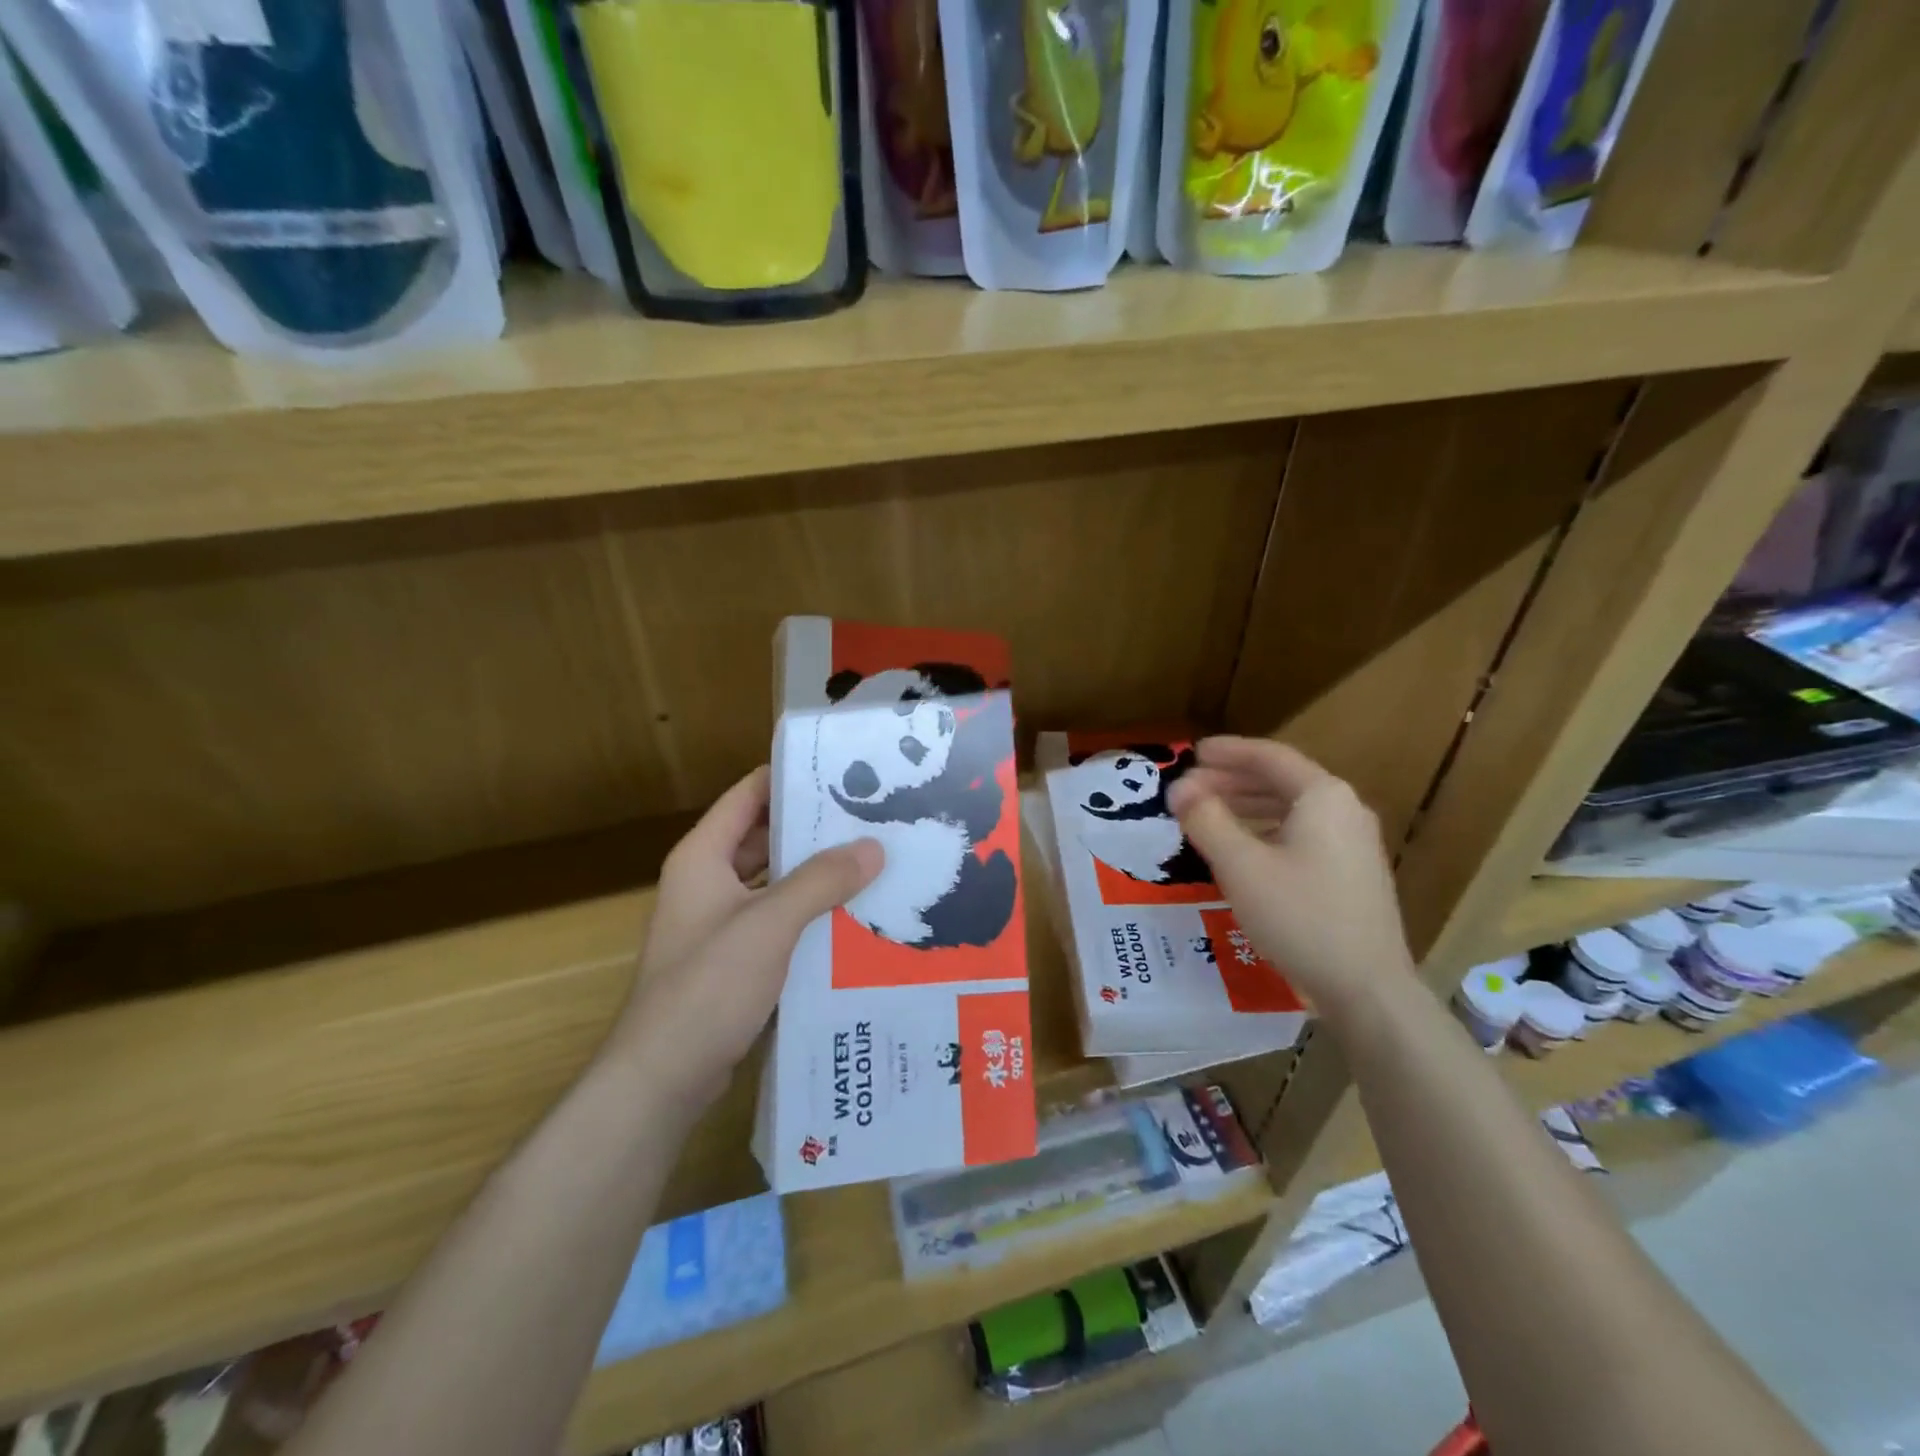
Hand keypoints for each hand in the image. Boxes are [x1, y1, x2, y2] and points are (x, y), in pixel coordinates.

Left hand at [610, 767, 881, 1110]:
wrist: (663, 1077)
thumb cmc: (708, 986)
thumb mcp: (770, 924)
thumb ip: (821, 880)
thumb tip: (874, 847)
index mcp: (703, 857)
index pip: (749, 795)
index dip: (791, 777)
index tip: (844, 770)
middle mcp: (708, 881)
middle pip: (764, 838)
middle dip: (814, 829)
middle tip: (872, 819)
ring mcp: (719, 923)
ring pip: (775, 882)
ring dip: (815, 874)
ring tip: (872, 863)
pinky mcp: (734, 960)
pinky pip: (778, 921)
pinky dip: (809, 913)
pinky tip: (853, 917)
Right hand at [1166, 737, 1413, 1023]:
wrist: (1367, 988)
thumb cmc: (1300, 916)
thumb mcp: (1240, 865)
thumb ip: (1206, 819)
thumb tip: (1179, 788)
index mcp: (1323, 797)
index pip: (1269, 756)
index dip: (1227, 751)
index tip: (1192, 753)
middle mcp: (1345, 810)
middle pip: (1281, 781)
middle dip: (1232, 780)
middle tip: (1190, 788)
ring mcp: (1354, 844)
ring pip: (1291, 809)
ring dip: (1247, 805)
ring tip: (1208, 815)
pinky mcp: (1352, 874)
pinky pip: (1302, 834)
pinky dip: (1266, 830)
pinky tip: (1243, 849)